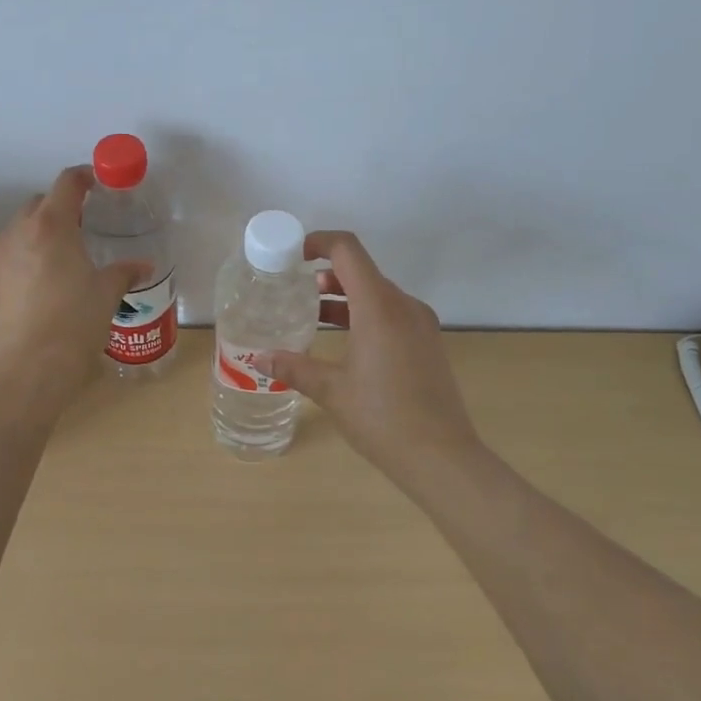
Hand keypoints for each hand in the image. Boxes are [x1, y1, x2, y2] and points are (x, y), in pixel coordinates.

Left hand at [0, 166, 147, 402]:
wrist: (31, 366)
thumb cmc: (75, 321)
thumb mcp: (107, 292)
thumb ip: (124, 271)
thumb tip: (143, 266)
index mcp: (52, 224)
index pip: (67, 183)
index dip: (84, 176)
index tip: (99, 182)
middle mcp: (22, 230)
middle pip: (41, 201)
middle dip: (63, 203)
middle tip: (88, 219)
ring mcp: (3, 254)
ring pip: (24, 224)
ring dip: (45, 225)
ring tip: (69, 246)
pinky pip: (15, 248)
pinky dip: (32, 248)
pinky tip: (51, 271)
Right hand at [266, 231, 485, 485]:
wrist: (442, 458)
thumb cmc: (382, 417)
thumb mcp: (331, 391)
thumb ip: (294, 368)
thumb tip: (258, 359)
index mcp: (379, 307)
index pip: (348, 251)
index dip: (319, 242)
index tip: (293, 256)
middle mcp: (404, 306)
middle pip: (362, 271)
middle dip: (326, 275)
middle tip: (294, 291)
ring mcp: (420, 324)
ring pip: (377, 294)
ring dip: (344, 297)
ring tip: (312, 316)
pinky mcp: (427, 343)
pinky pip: (392, 314)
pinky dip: (364, 315)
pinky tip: (345, 342)